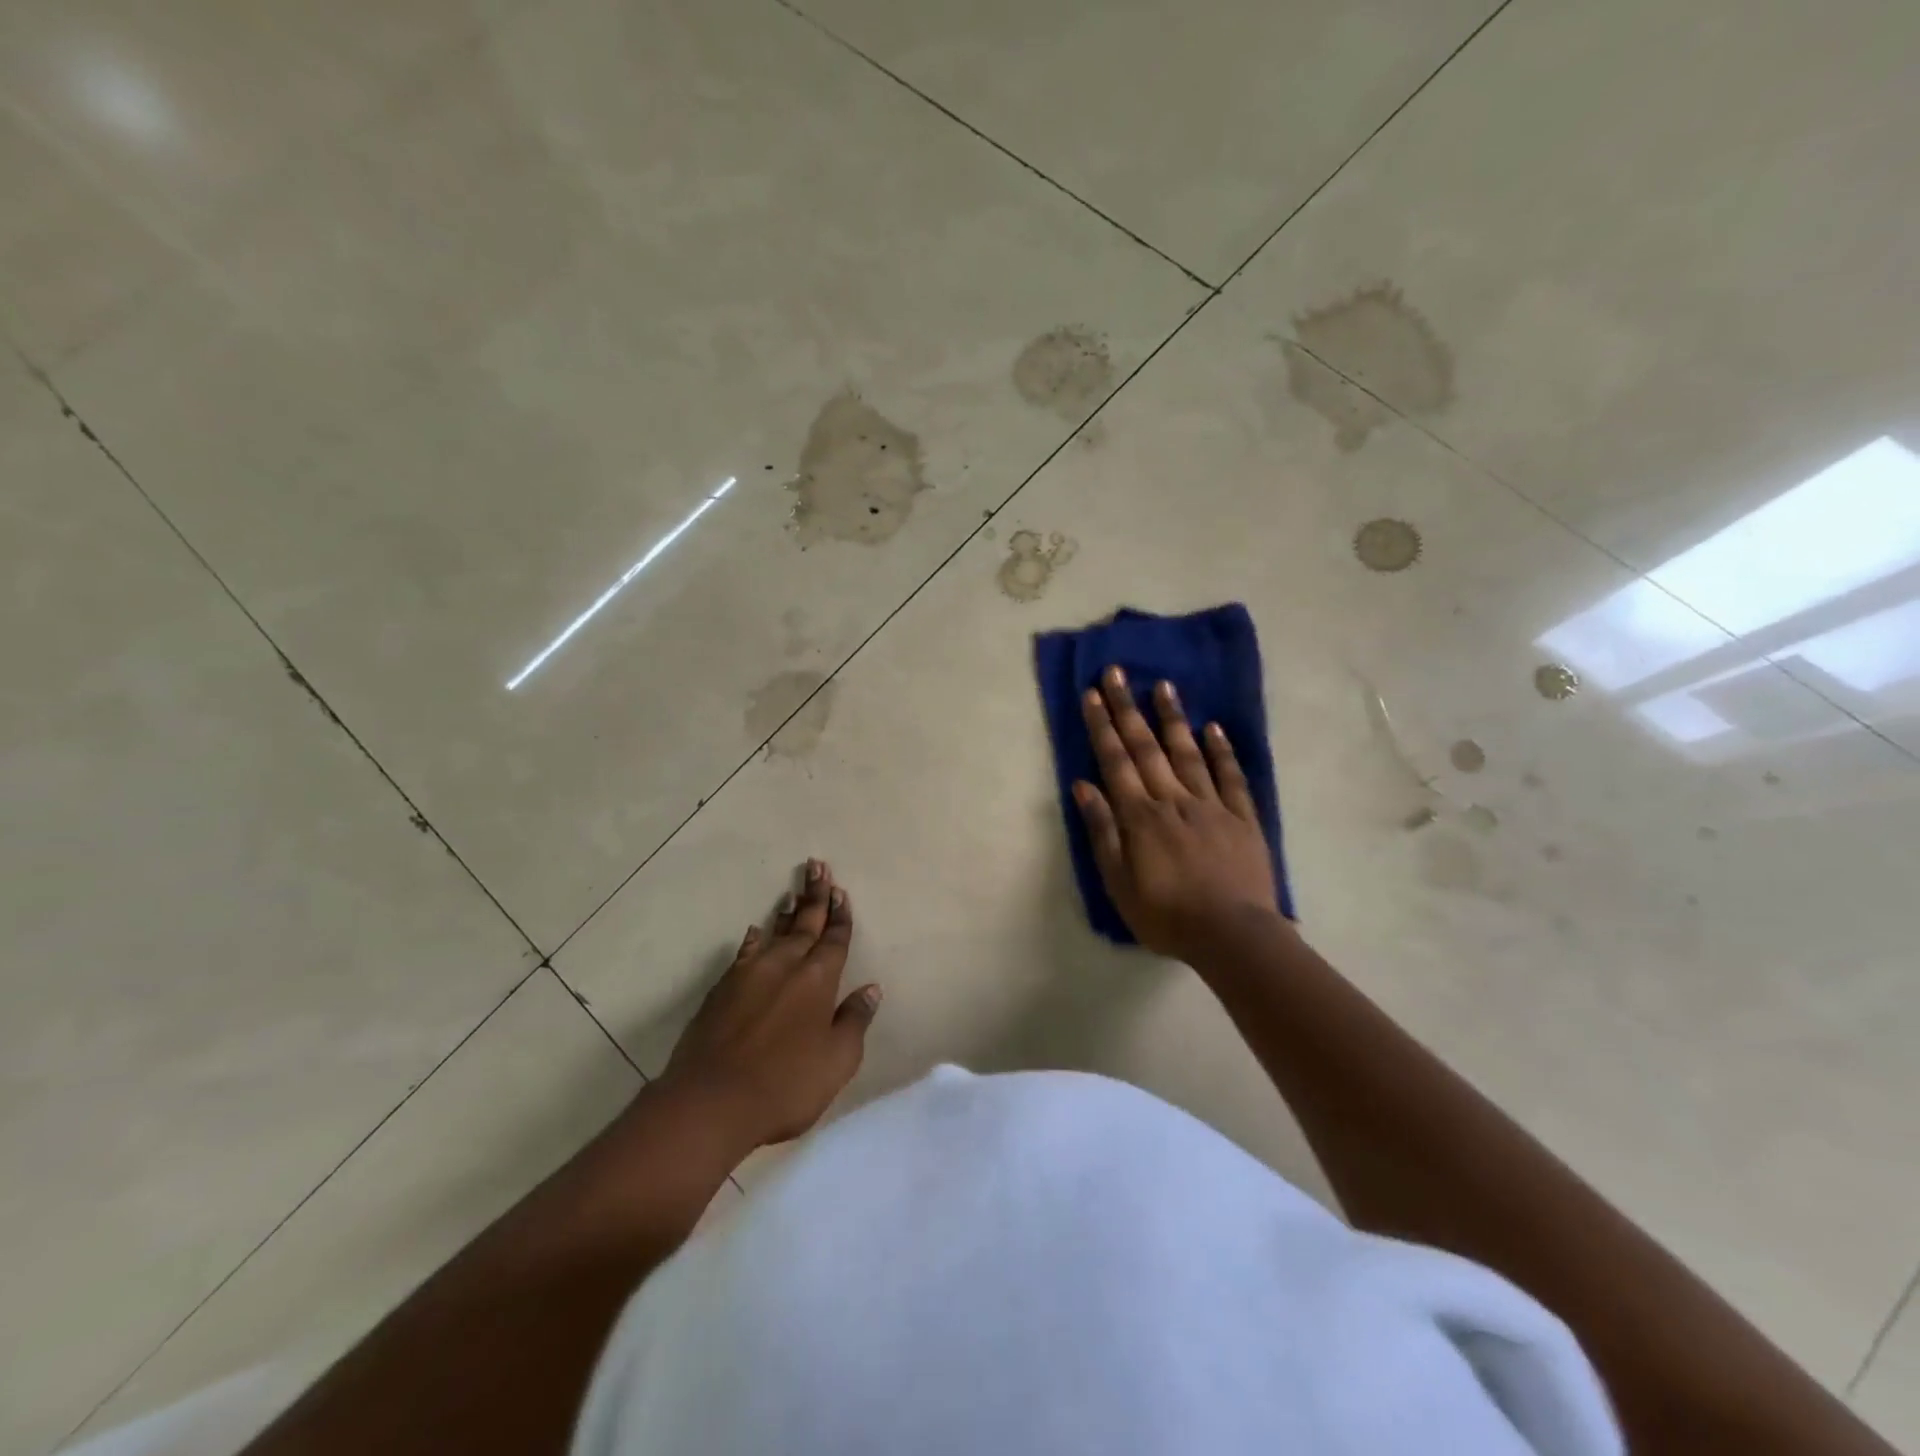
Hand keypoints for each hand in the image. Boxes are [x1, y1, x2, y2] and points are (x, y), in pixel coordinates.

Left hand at [661, 860, 880, 1149]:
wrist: (711, 1102)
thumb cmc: (785, 1084)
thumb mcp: (837, 1060)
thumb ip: (855, 1021)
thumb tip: (870, 989)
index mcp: (818, 980)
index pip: (835, 940)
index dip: (840, 916)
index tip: (841, 891)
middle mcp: (785, 966)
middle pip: (805, 923)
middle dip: (815, 896)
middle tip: (818, 866)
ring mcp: (750, 974)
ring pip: (775, 933)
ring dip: (787, 913)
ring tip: (792, 894)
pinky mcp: (723, 989)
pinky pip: (745, 953)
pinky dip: (754, 940)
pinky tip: (756, 931)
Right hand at [1074, 666, 1280, 961]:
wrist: (1232, 935)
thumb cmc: (1166, 915)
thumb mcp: (1119, 883)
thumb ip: (1102, 832)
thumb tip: (1084, 785)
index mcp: (1141, 817)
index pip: (1116, 762)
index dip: (1103, 726)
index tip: (1092, 694)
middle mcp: (1173, 800)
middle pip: (1147, 748)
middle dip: (1128, 709)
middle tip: (1117, 672)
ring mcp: (1211, 806)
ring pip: (1188, 753)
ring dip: (1173, 718)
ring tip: (1163, 685)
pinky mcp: (1242, 818)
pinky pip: (1230, 778)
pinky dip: (1221, 751)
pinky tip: (1213, 728)